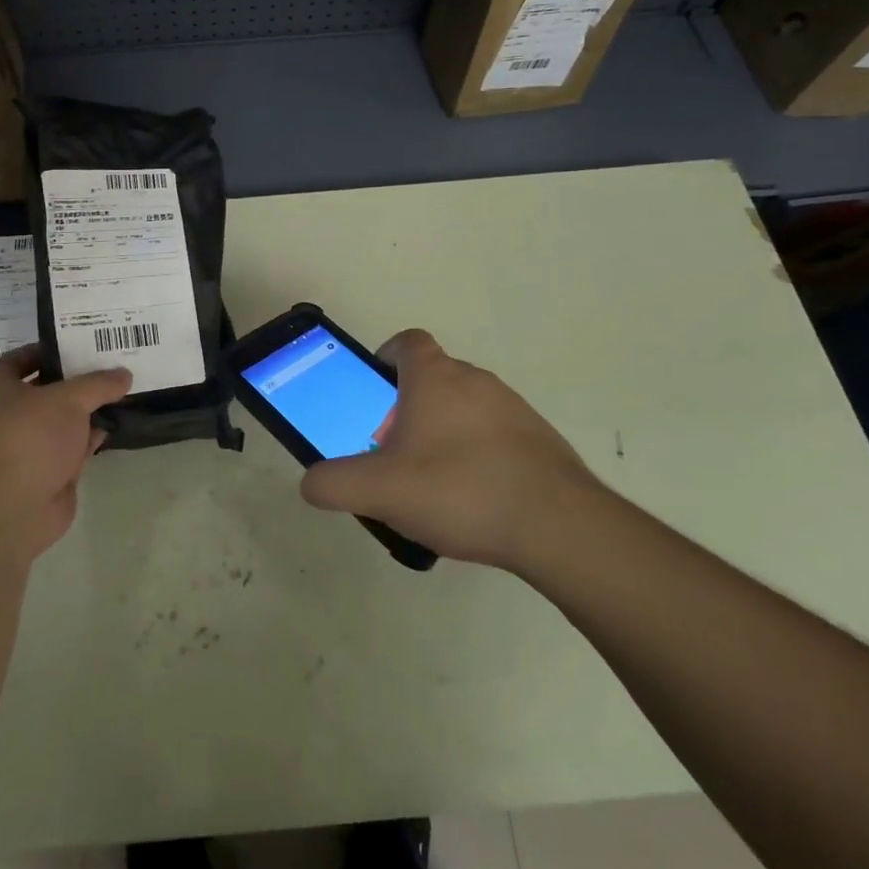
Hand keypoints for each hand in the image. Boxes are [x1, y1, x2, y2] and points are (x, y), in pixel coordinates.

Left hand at [0, 345, 131, 563]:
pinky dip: (91, 436)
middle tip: (107, 361)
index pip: (17, 360)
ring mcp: (31, 446)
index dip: (41, 350)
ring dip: (87, 409)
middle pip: (45, 389)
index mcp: (1, 390)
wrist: (14, 509)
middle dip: (74, 379)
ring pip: (63, 420)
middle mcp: (12, 415)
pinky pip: (74, 446)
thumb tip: (124, 374)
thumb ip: (98, 384)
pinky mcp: (49, 472)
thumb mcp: (68, 399)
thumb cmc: (30, 438)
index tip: (73, 342)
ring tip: (120, 389)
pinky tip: (114, 425)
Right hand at [299, 329, 603, 573]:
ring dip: (444, 431)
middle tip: (395, 450)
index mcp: (434, 377)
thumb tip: (310, 483)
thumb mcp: (381, 491)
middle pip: (432, 377)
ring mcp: (513, 407)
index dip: (386, 357)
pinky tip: (474, 498)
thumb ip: (335, 484)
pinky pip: (495, 434)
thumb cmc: (459, 490)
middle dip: (408, 406)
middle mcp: (474, 379)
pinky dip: (478, 453)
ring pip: (464, 406)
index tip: (375, 390)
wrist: (558, 526)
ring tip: (434, 482)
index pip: (407, 342)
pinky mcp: (539, 438)